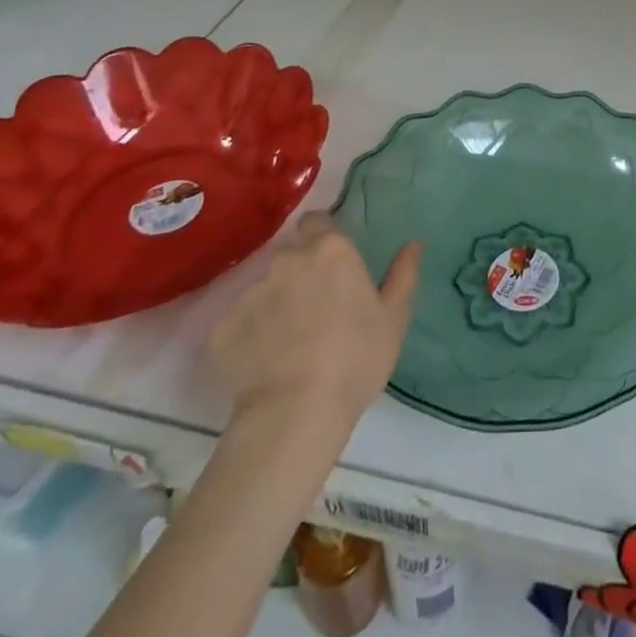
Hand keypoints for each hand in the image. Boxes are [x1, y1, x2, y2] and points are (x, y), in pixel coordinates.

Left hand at [208, 214, 421, 435]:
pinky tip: (261, 364)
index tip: (329, 264)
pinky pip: (237, 324)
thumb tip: (414, 243)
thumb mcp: (394, 318)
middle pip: (290, 257)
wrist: (295, 414)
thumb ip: (403, 274)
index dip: (320, 237)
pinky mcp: (221, 328)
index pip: (316, 222)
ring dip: (273, 306)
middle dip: (299, 276)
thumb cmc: (356, 360)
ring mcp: (250, 293)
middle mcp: (288, 260)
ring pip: (263, 290)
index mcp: (331, 251)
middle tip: (313, 312)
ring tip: (285, 345)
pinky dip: (247, 337)